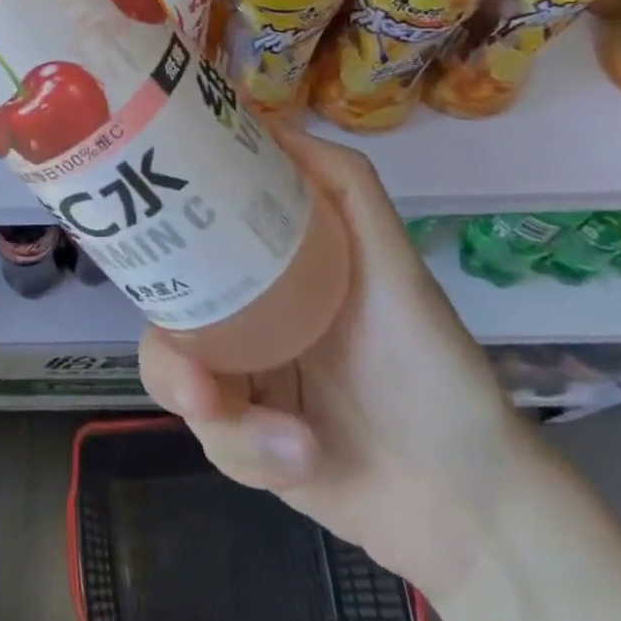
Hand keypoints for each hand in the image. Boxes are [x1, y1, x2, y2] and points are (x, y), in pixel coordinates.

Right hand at [140, 128, 544, 600]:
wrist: (471, 503)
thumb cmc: (430, 364)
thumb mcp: (392, 261)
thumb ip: (344, 184)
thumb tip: (267, 118)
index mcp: (264, 272)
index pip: (190, 245)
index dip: (160, 244)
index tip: (149, 263)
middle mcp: (242, 319)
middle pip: (168, 324)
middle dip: (174, 362)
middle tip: (198, 387)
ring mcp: (241, 384)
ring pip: (180, 390)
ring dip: (226, 421)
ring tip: (285, 442)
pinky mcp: (247, 446)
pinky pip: (216, 443)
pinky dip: (256, 454)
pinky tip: (305, 460)